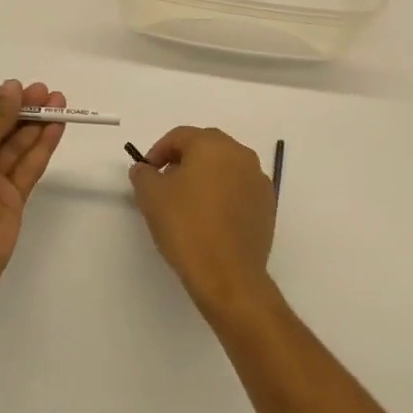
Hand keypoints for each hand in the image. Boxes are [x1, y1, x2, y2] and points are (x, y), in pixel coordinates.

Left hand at [0, 80, 65, 298]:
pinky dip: (41, 147)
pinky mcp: (10, 199)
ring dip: (35, 124)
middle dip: (20, 110)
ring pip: (14, 147)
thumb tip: (12, 87)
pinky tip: (57, 126)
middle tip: (46, 91)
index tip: (19, 87)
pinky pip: (26, 167)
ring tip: (59, 101)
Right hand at [128, 127, 276, 323]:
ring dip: (206, 177)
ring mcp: (258, 179)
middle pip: (205, 147)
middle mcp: (240, 154)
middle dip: (183, 161)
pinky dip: (224, 194)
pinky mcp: (268, 205)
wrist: (228, 276)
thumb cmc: (186, 227)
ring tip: (188, 203)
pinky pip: (240, 188)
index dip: (158, 151)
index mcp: (212, 145)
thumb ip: (144, 174)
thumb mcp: (151, 196)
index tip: (147, 172)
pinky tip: (211, 219)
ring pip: (225, 167)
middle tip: (166, 184)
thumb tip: (145, 169)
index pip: (179, 136)